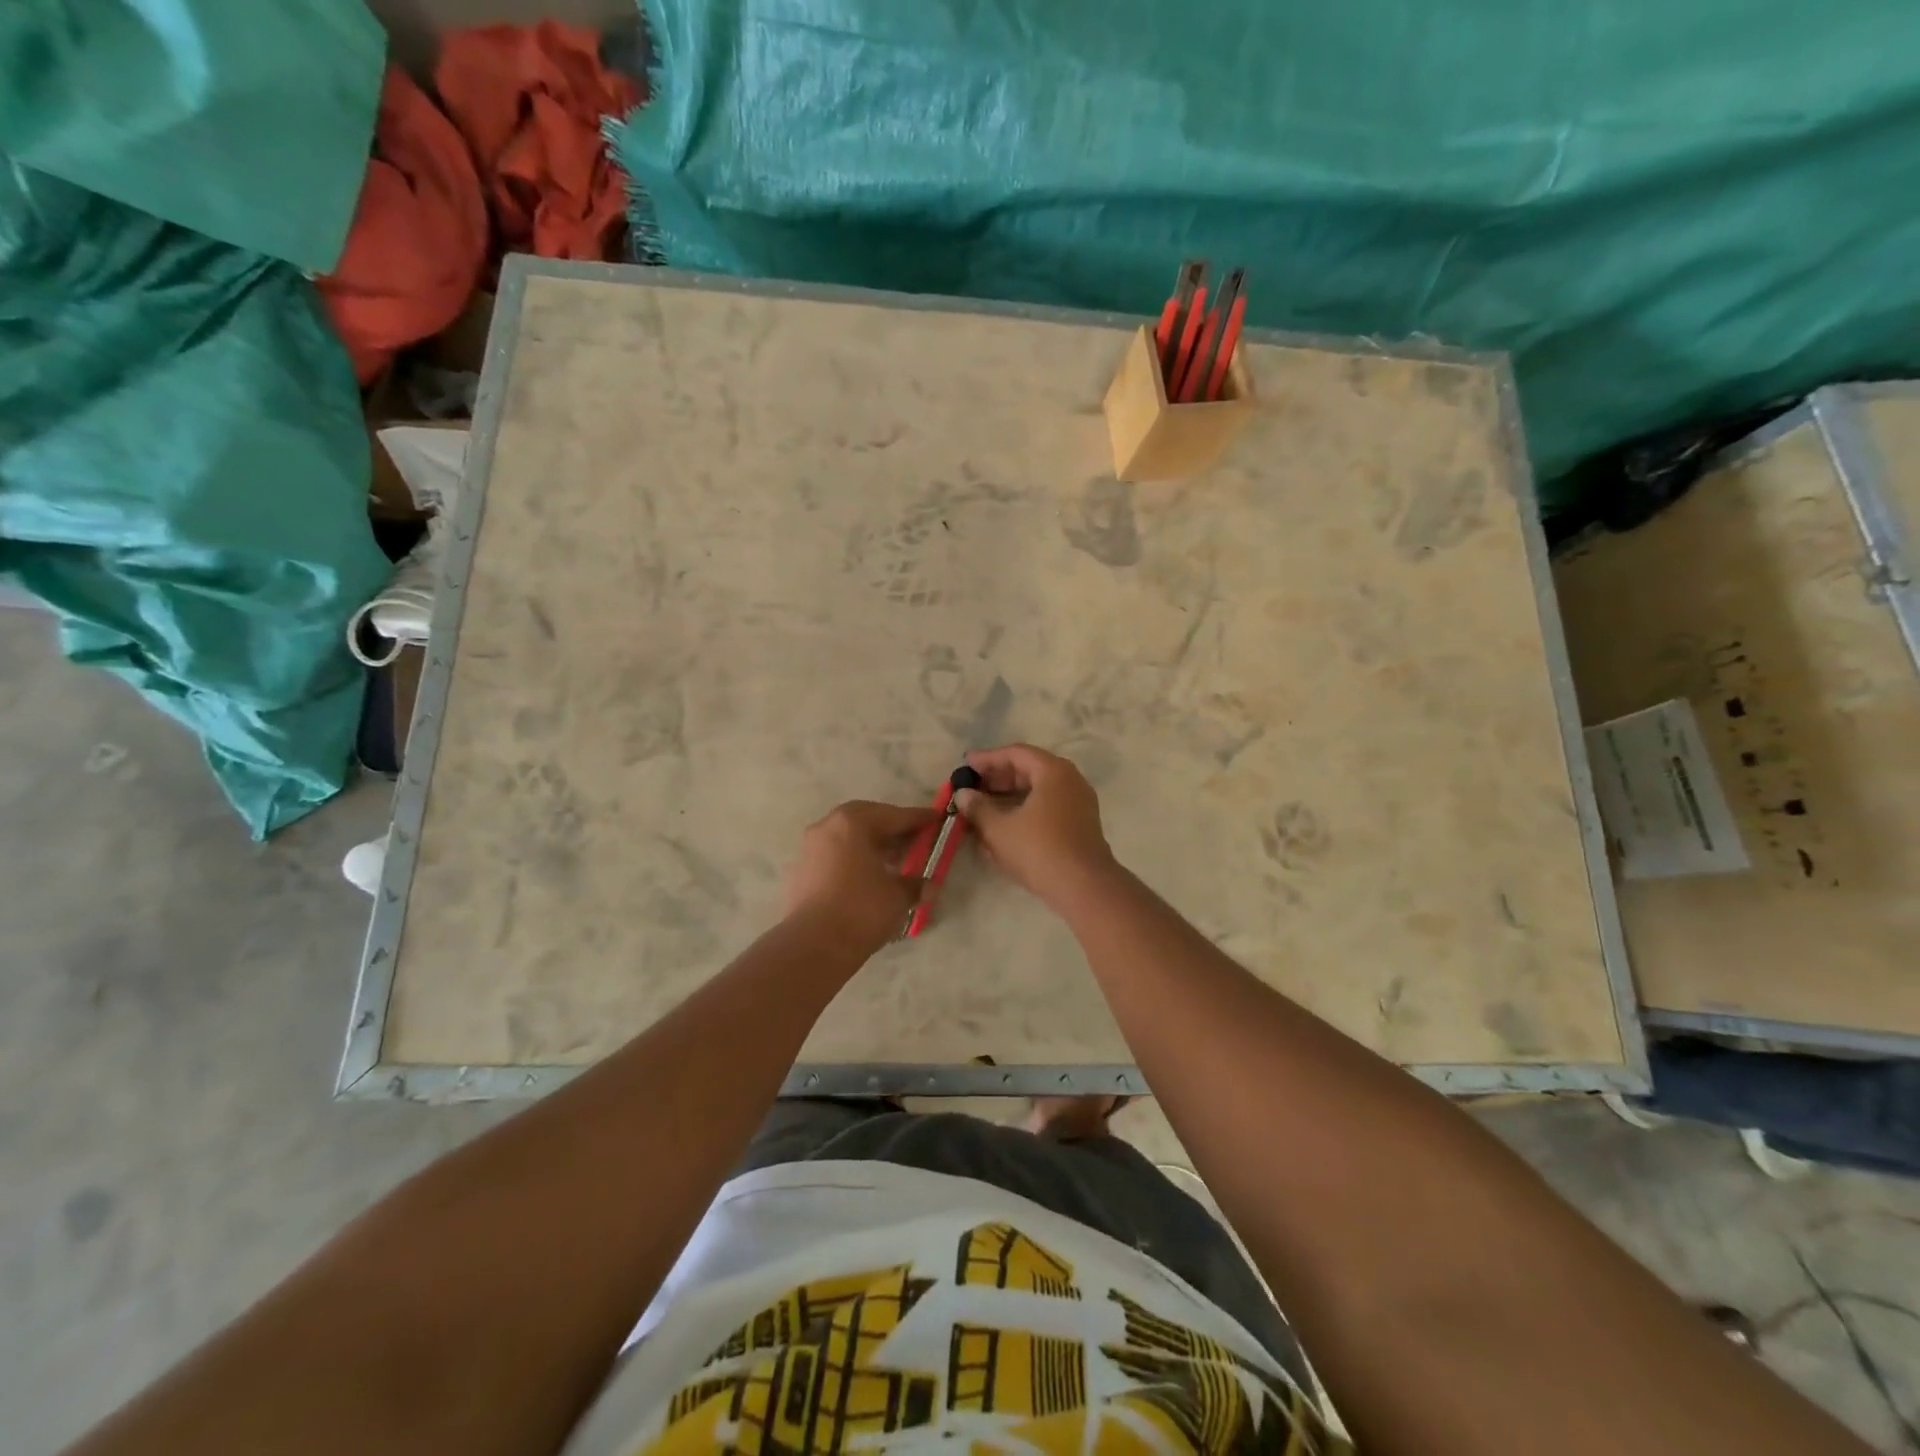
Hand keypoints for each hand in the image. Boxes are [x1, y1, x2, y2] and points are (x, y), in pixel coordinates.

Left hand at [783, 801, 937, 958]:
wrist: (814, 946)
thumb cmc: (862, 910)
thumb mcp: (898, 896)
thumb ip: (914, 884)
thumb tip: (927, 885)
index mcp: (852, 823)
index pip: (893, 815)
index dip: (918, 818)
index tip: (936, 817)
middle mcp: (827, 827)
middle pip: (866, 820)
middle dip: (891, 828)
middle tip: (913, 839)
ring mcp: (809, 849)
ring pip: (847, 838)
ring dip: (871, 845)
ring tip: (894, 862)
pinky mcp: (800, 872)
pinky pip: (834, 856)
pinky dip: (853, 860)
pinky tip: (868, 878)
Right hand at [954, 745, 1116, 909]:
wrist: (1084, 887)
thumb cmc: (1038, 849)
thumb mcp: (999, 828)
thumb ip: (978, 808)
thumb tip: (963, 795)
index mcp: (1053, 771)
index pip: (1016, 754)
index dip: (987, 758)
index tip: (965, 764)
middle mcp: (1070, 780)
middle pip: (1028, 770)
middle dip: (997, 779)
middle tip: (971, 787)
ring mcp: (1078, 803)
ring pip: (1037, 792)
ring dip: (1008, 798)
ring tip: (981, 808)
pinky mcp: (1079, 825)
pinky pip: (1046, 809)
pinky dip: (1023, 812)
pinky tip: (1002, 827)